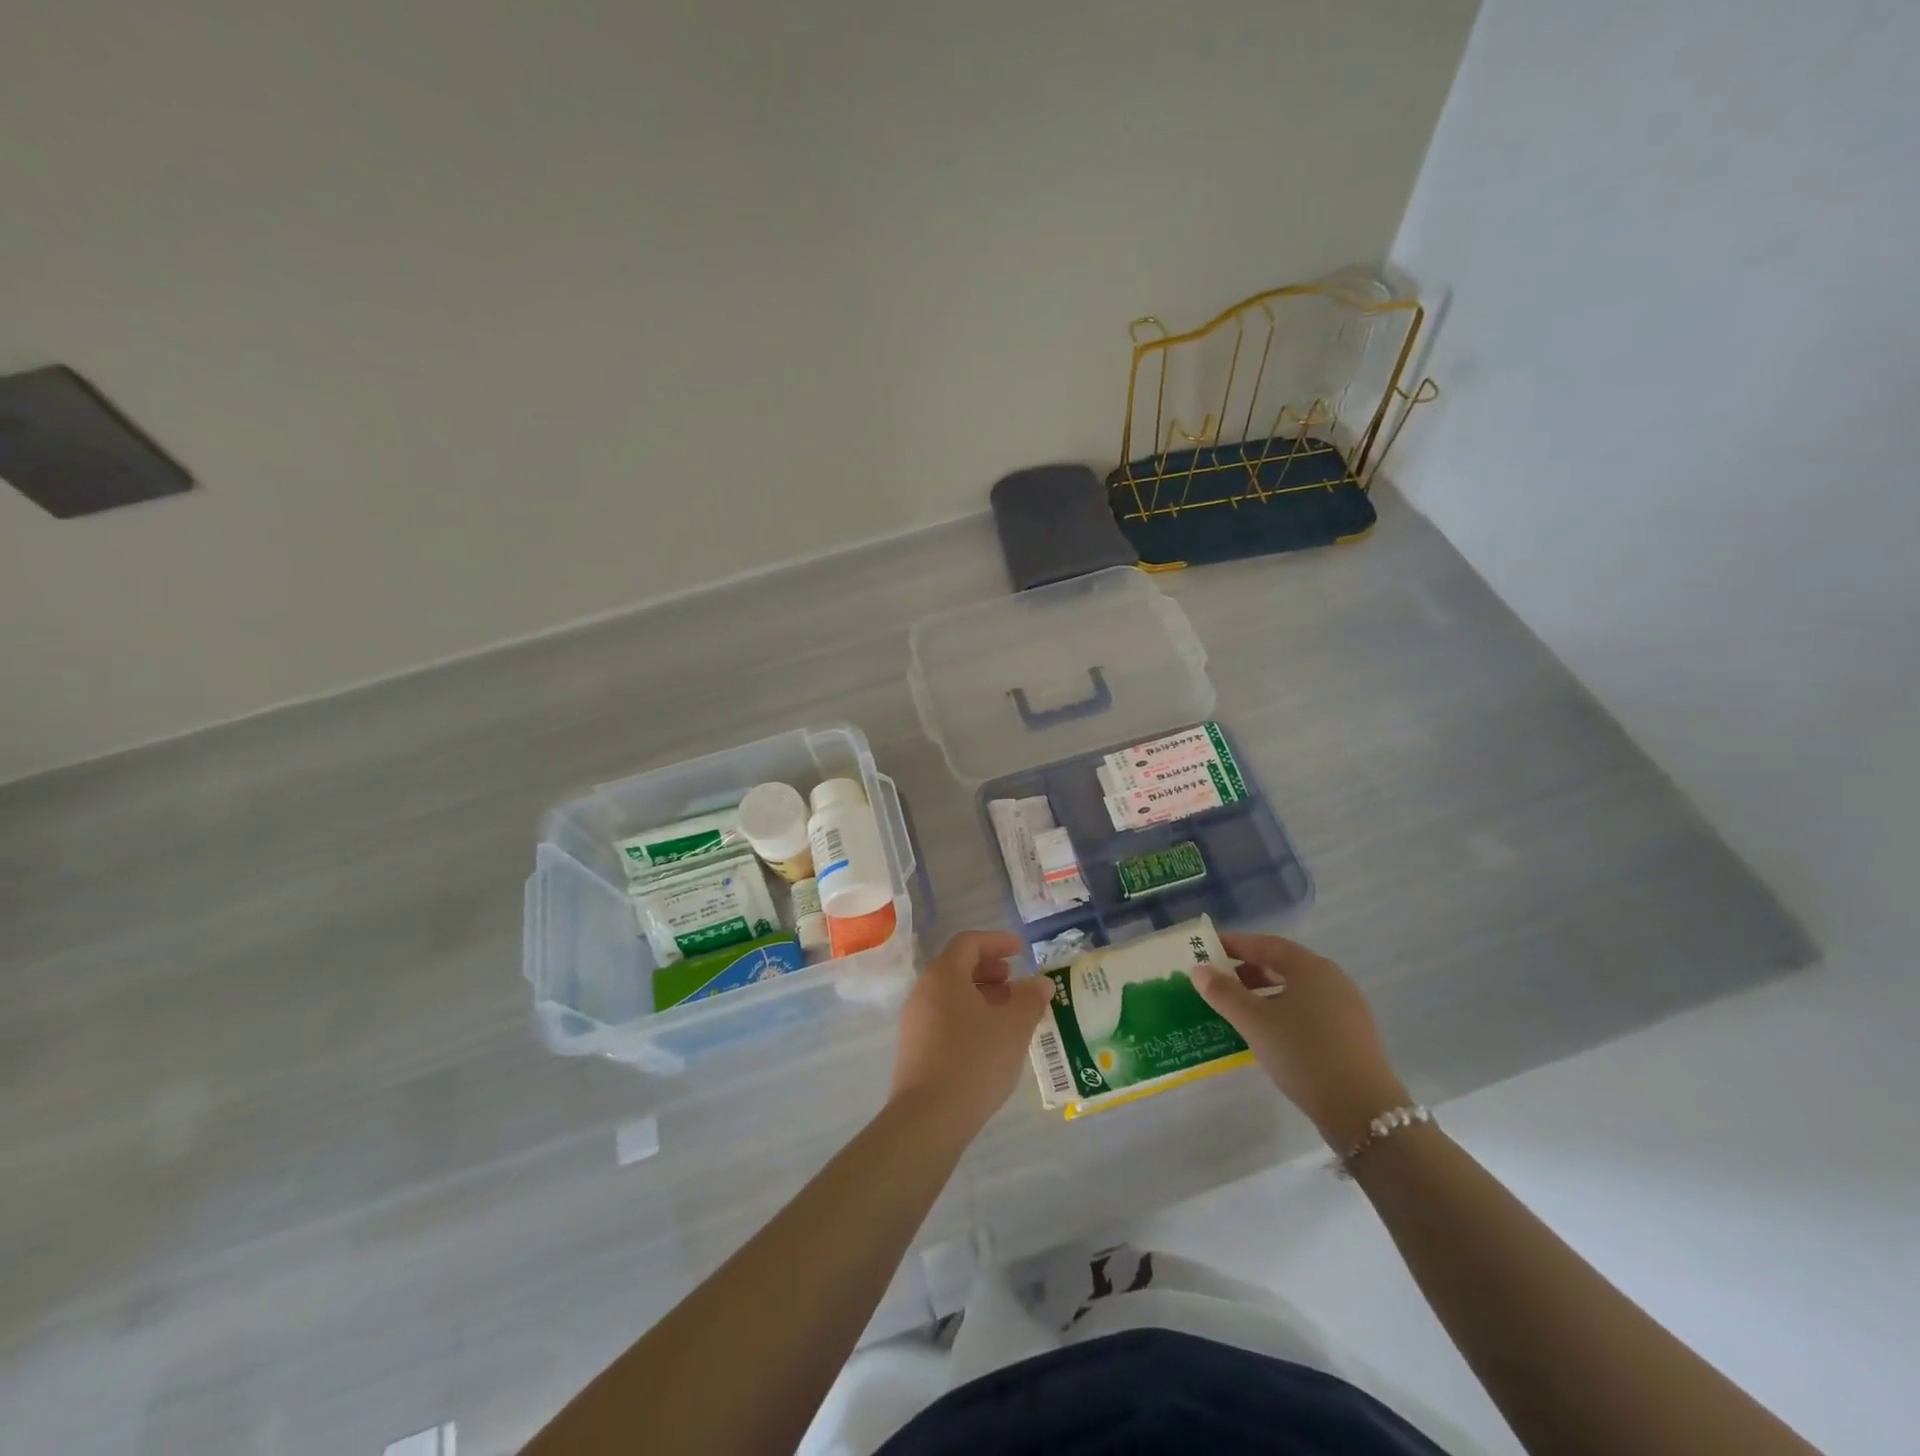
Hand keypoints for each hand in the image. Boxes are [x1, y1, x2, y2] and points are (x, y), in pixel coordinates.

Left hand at [889, 930, 1053, 1142]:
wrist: (928, 1118)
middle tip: (1014, 982)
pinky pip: (944, 1017)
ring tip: (1008, 1014)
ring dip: (981, 996)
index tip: (1020, 951)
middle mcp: (923, 991)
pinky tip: (989, 1040)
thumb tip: (1041, 983)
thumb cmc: (974, 1060)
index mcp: (944, 975)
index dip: (996, 942)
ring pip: (951, 994)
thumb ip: (1030, 999)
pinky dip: (968, 1016)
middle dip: (989, 970)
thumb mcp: (1013, 1027)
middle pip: (957, 966)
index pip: (969, 942)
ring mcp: (915, 1020)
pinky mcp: (914, 1048)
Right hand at [1191, 933, 1410, 1151]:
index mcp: (1310, 967)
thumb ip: (1224, 993)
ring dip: (1265, 994)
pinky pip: (1310, 1011)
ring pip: (1296, 990)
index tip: (1208, 949)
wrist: (1363, 1111)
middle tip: (1219, 982)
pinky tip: (1269, 1034)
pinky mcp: (1353, 1034)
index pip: (1265, 944)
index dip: (1234, 945)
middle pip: (1283, 965)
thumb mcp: (1254, 1022)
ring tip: (1238, 1011)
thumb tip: (1198, 970)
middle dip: (1248, 971)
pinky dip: (1284, 1012)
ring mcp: (1347, 1007)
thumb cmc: (1303, 1053)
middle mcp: (1332, 979)